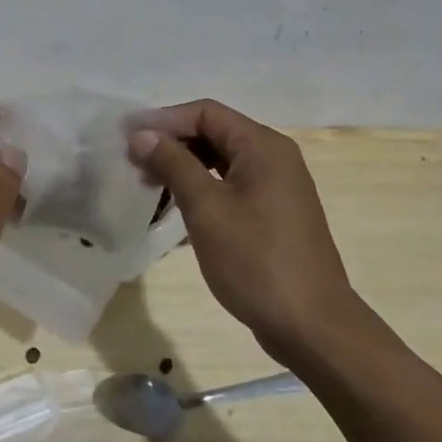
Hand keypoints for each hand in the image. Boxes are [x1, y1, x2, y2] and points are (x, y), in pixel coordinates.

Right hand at [126, 100, 359, 366]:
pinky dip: (202, 188)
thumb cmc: (256, 261)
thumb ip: (173, 164)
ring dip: (183, 167)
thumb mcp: (206, 208)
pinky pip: (231, 184)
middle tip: (133, 162)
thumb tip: (142, 134)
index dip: (163, 120)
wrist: (313, 329)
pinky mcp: (274, 213)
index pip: (204, 113)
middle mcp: (274, 157)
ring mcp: (277, 186)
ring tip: (148, 184)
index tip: (127, 137)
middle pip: (213, 132)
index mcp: (262, 146)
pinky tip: (176, 208)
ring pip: (220, 160)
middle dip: (171, 143)